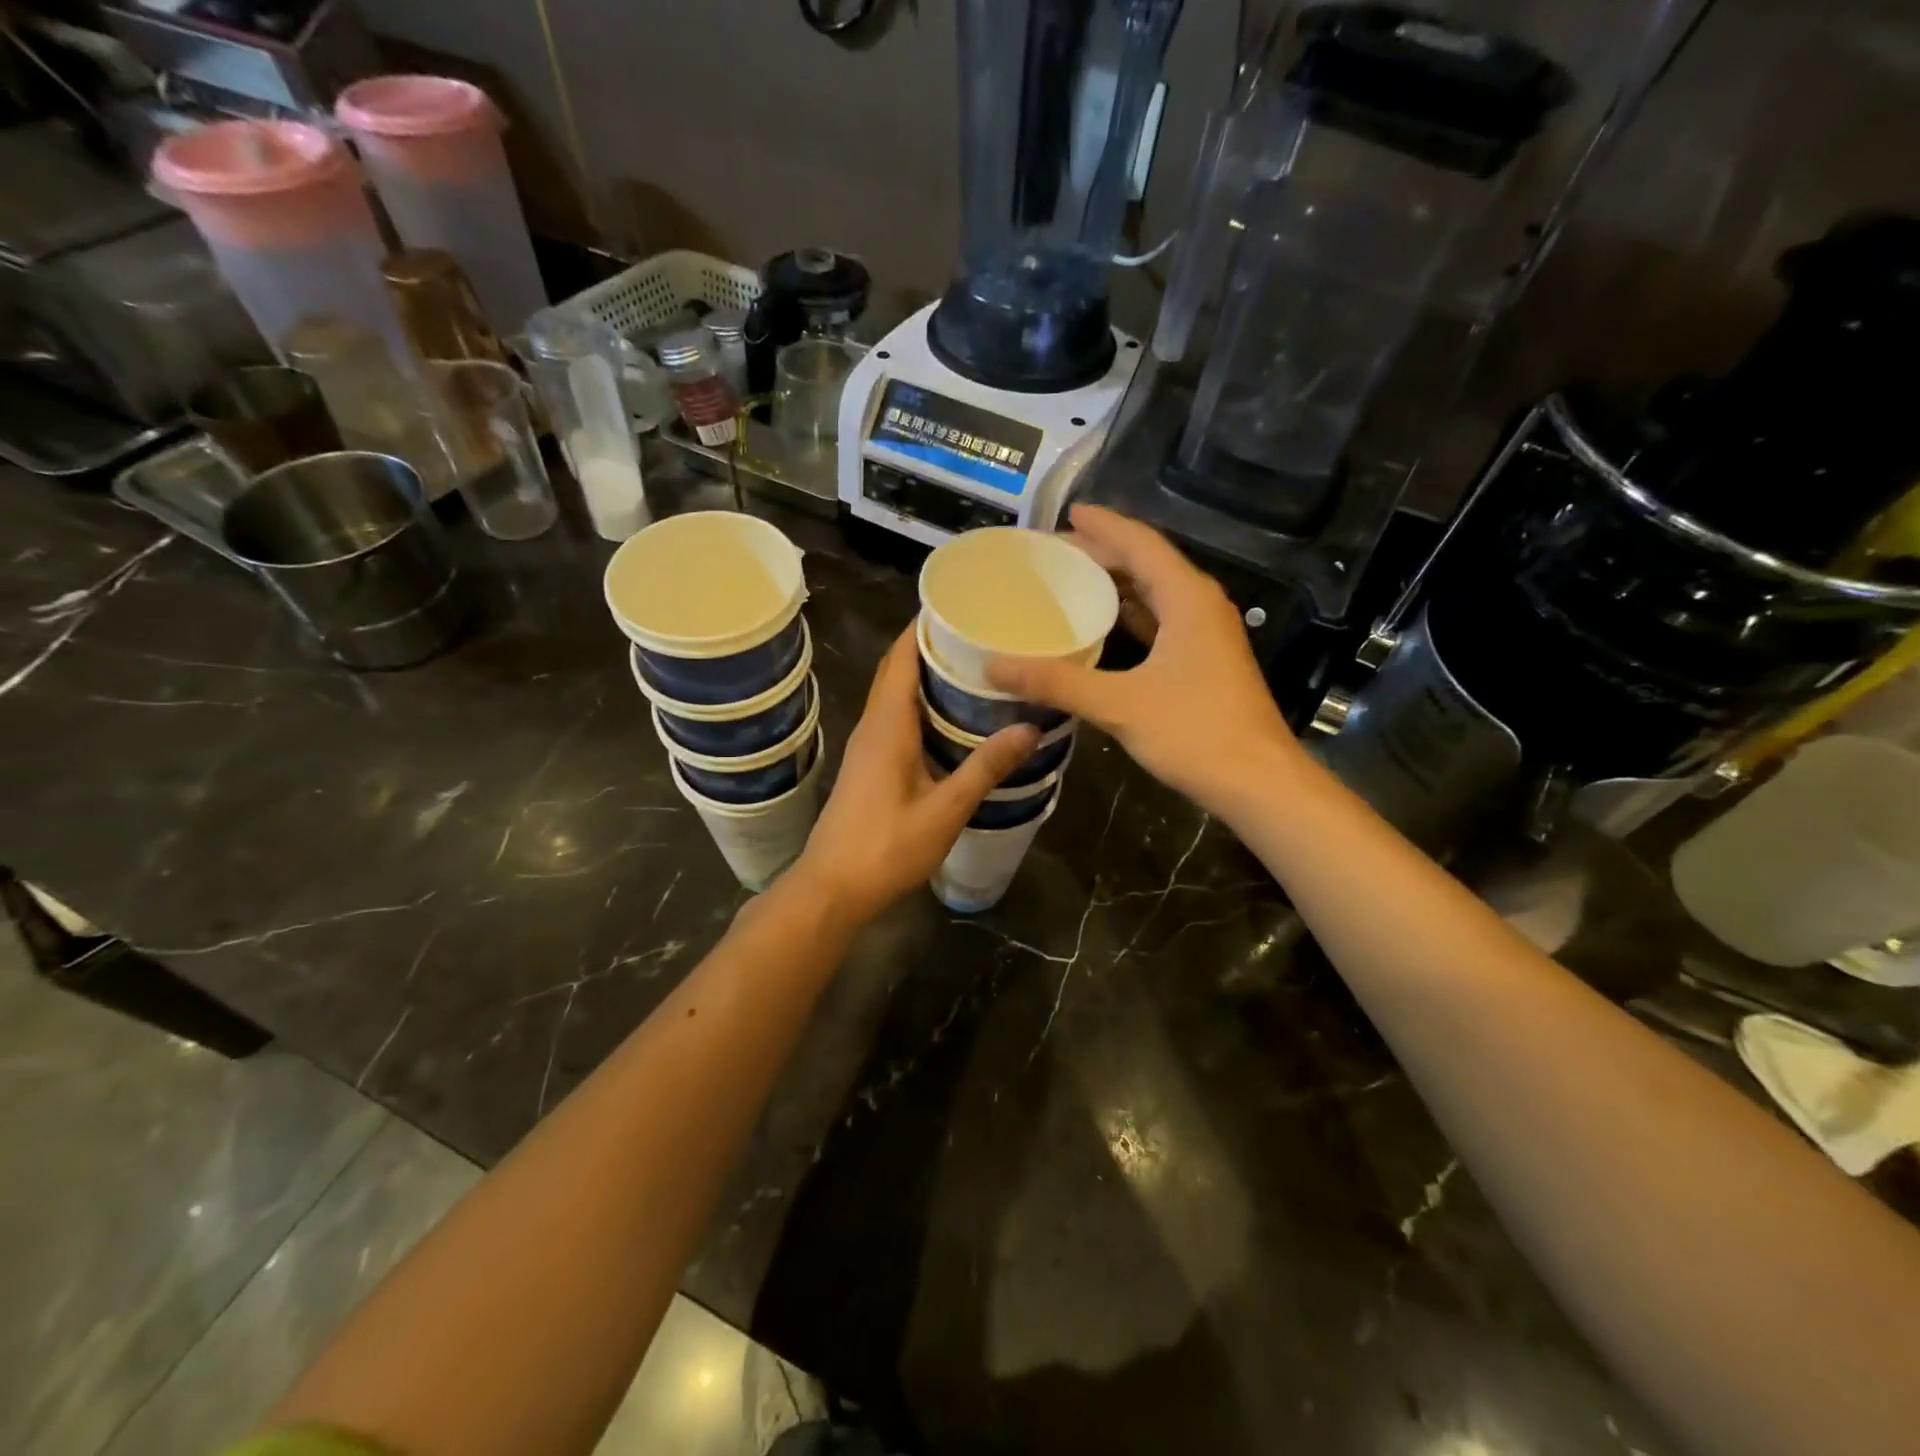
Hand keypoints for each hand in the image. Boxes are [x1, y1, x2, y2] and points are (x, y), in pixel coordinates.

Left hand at [795, 628, 1038, 923]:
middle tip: (981, 634)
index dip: (926, 625)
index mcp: (887, 724)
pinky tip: (953, 718)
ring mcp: (867, 745)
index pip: (903, 655)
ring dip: (927, 674)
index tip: (963, 605)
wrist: (832, 889)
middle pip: (898, 668)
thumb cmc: (886, 848)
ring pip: (896, 693)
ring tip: (975, 667)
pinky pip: (896, 717)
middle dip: (933, 645)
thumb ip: (985, 767)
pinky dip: (921, 703)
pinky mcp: (869, 765)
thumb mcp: (944, 810)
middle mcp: (873, 725)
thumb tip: (1030, 728)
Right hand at [988, 505, 1298, 815]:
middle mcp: (1200, 605)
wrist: (1258, 782)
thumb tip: (994, 668)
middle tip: (1054, 553)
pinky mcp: (1204, 661)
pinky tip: (1101, 628)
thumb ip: (1056, 683)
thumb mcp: (1118, 705)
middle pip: (1147, 564)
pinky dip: (1129, 617)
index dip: (1103, 525)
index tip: (1068, 513)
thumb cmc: (1195, 733)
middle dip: (1103, 553)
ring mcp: (1206, 634)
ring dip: (1116, 585)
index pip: (1141, 544)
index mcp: (1187, 598)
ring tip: (1070, 581)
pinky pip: (1161, 622)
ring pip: (1155, 594)